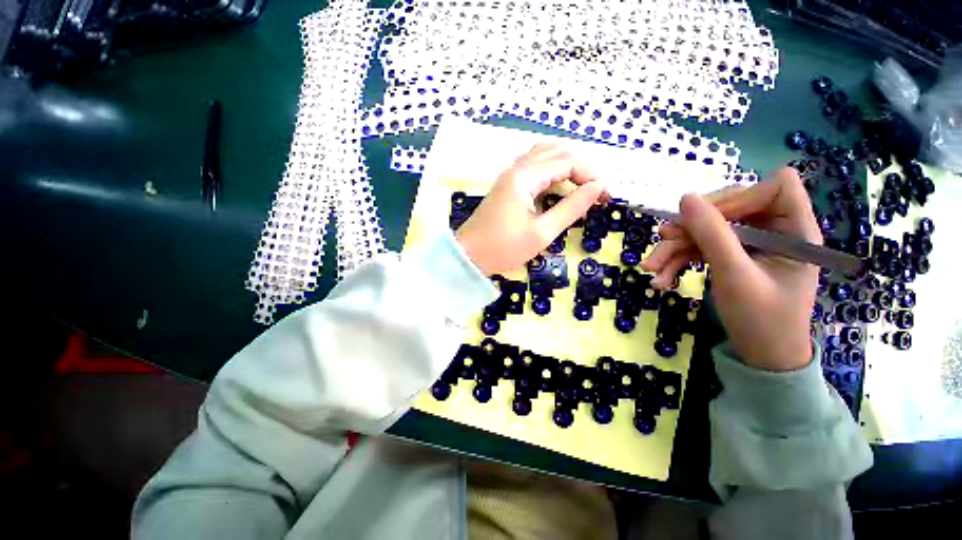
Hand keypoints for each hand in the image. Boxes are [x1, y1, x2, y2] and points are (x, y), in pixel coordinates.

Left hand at [456, 144, 605, 275]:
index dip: (591, 175)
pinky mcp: (506, 186)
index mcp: (524, 177)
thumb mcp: (542, 233)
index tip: (605, 197)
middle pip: (556, 151)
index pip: (567, 161)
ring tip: (582, 183)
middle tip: (596, 189)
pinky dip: (552, 169)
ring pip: (543, 155)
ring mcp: (509, 176)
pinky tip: (560, 183)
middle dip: (581, 166)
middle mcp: (516, 169)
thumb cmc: (503, 248)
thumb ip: (571, 208)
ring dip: (566, 164)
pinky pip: (533, 166)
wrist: (468, 256)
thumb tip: (597, 188)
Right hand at [641, 169, 820, 371]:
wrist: (759, 356)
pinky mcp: (730, 256)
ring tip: (652, 269)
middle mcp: (772, 231)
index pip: (775, 187)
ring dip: (675, 248)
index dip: (740, 197)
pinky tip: (662, 280)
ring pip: (706, 229)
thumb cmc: (761, 320)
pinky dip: (678, 262)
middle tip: (662, 239)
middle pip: (729, 207)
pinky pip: (699, 248)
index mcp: (794, 231)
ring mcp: (749, 244)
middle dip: (692, 226)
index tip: (706, 218)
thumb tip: (686, 198)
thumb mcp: (734, 275)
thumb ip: (712, 235)